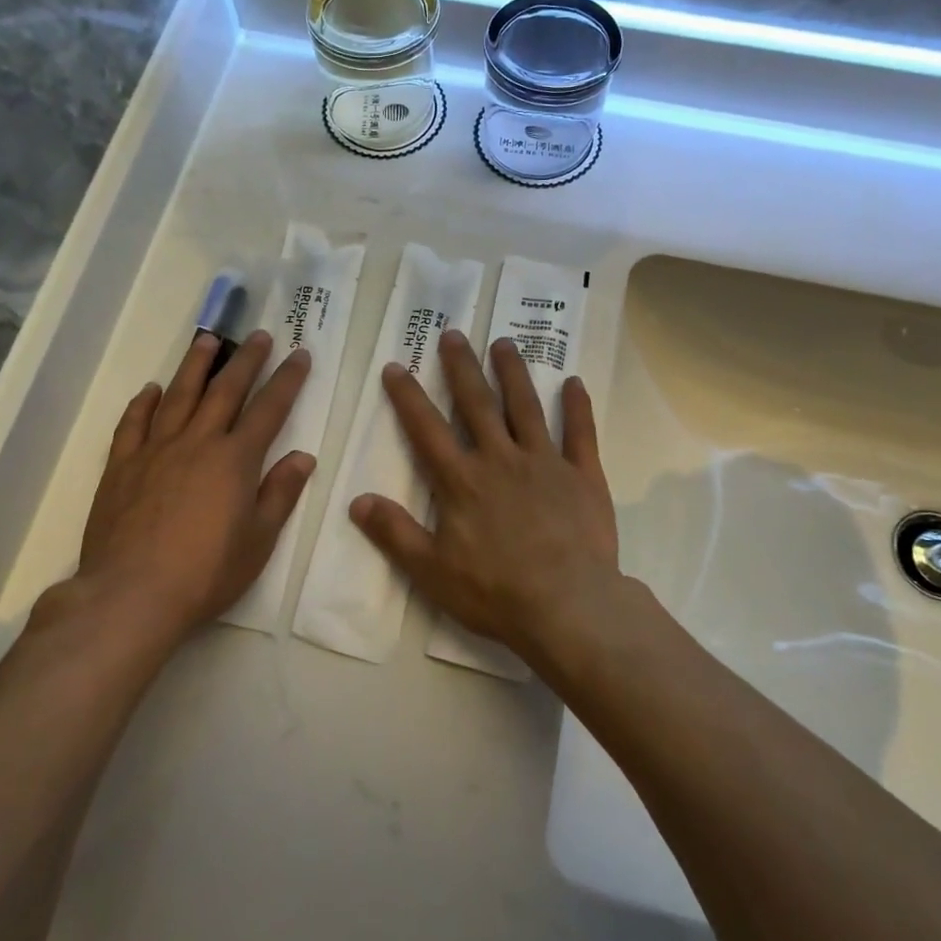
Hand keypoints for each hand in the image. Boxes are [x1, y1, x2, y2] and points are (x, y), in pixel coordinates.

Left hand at [36, 330, 314, 647]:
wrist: (131, 594)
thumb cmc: (206, 573)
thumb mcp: (259, 540)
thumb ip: (280, 493)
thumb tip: (303, 456)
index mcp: (235, 460)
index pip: (269, 409)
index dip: (287, 380)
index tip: (299, 355)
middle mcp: (197, 443)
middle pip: (225, 391)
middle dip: (246, 360)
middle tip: (259, 335)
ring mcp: (156, 450)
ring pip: (179, 396)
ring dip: (196, 365)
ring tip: (208, 340)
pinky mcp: (122, 466)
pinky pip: (133, 424)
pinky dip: (143, 403)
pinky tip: (151, 389)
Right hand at [348, 330, 623, 666]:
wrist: (568, 607)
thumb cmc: (496, 592)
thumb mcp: (432, 571)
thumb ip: (395, 533)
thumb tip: (357, 501)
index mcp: (463, 481)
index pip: (427, 429)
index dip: (408, 397)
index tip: (396, 366)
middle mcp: (501, 459)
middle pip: (477, 404)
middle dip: (461, 367)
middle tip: (453, 333)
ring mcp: (545, 463)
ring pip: (526, 407)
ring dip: (513, 373)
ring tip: (504, 343)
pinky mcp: (583, 476)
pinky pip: (581, 434)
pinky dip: (577, 407)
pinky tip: (574, 382)